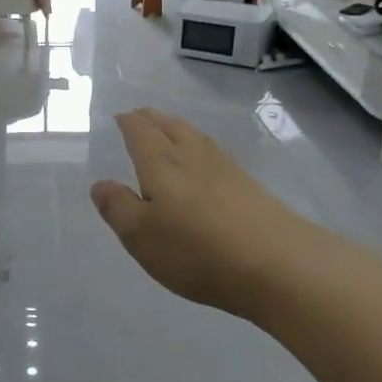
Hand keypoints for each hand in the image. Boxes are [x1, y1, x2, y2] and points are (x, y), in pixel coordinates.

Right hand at [90, 108, 313, 317]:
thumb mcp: (141, 236)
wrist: (280, 266)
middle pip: (170, 126)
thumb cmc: (197, 250)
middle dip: (152, 118)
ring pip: (196, 137)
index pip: (140, 132)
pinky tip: (205, 160)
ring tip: (169, 129)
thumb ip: (118, 207)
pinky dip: (200, 146)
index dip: (128, 122)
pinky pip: (215, 153)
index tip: (120, 117)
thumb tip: (101, 184)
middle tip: (140, 115)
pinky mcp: (250, 187)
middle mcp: (192, 157)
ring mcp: (226, 169)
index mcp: (161, 163)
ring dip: (177, 127)